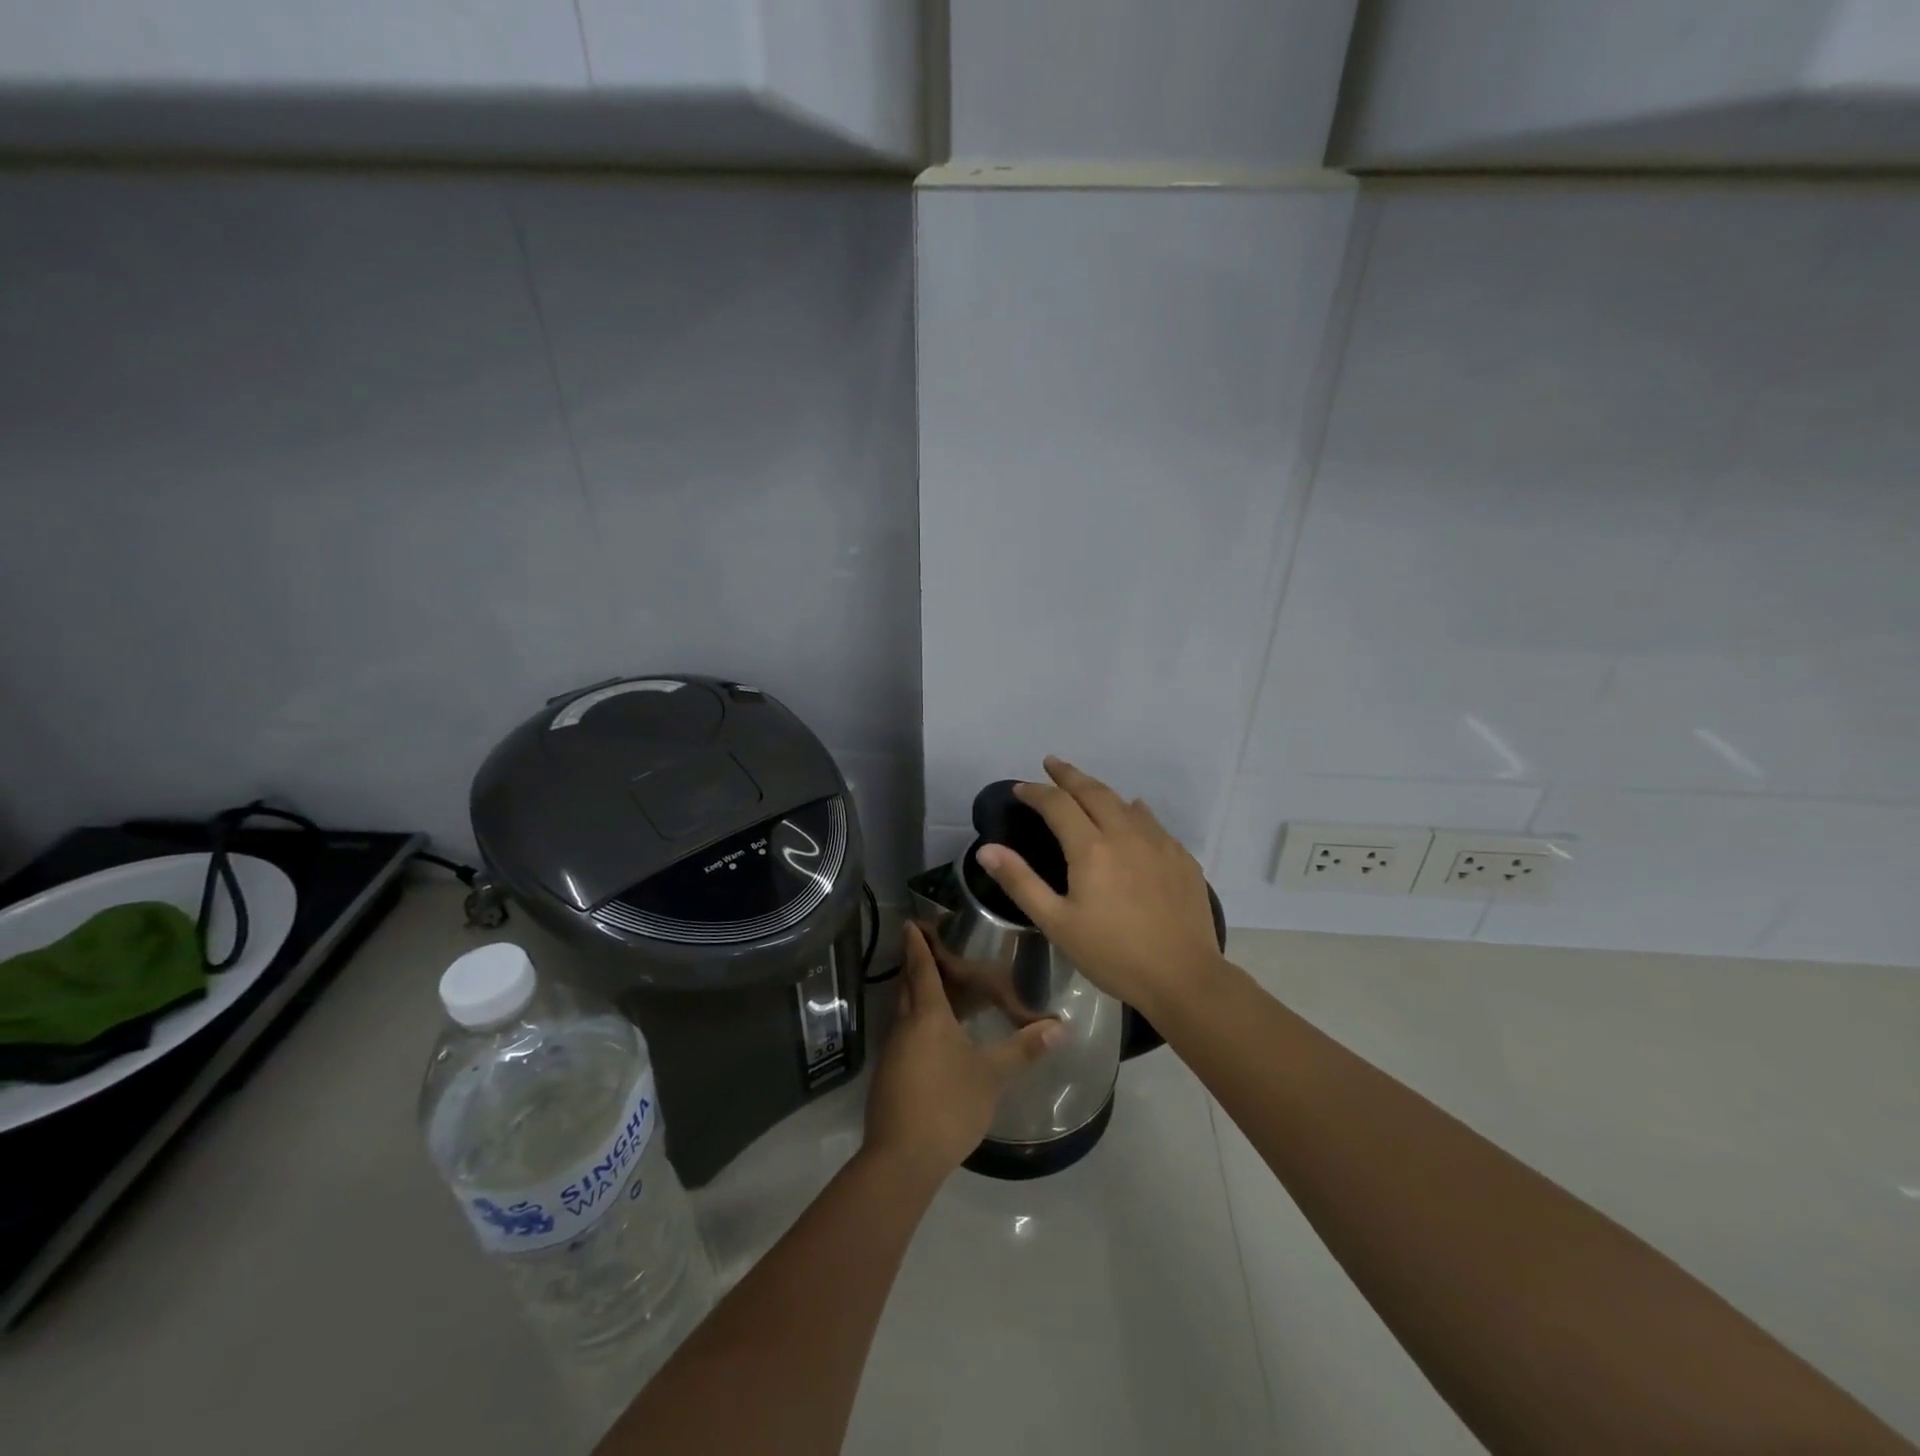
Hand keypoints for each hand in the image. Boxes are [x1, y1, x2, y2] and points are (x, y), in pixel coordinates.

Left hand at [864, 923, 1063, 1182]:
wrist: (902, 1157)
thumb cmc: (949, 1105)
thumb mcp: (993, 1075)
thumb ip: (1024, 1048)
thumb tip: (1061, 1026)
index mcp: (928, 1016)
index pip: (922, 969)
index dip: (918, 945)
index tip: (911, 923)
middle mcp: (905, 1025)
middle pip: (908, 985)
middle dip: (916, 964)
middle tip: (930, 949)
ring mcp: (893, 1050)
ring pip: (903, 1009)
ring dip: (916, 993)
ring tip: (939, 988)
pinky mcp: (889, 1073)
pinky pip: (903, 1032)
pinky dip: (916, 1020)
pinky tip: (934, 1034)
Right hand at [975, 756, 1222, 1018]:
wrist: (1184, 977)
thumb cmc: (1112, 954)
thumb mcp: (1057, 923)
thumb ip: (1021, 882)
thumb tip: (986, 849)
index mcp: (1091, 848)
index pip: (1058, 804)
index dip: (1036, 792)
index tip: (1020, 788)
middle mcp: (1126, 834)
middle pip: (1094, 791)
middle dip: (1069, 775)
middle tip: (1052, 763)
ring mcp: (1159, 843)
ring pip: (1125, 802)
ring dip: (1100, 790)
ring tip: (1086, 787)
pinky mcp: (1181, 858)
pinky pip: (1152, 821)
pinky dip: (1133, 810)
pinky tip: (1134, 813)